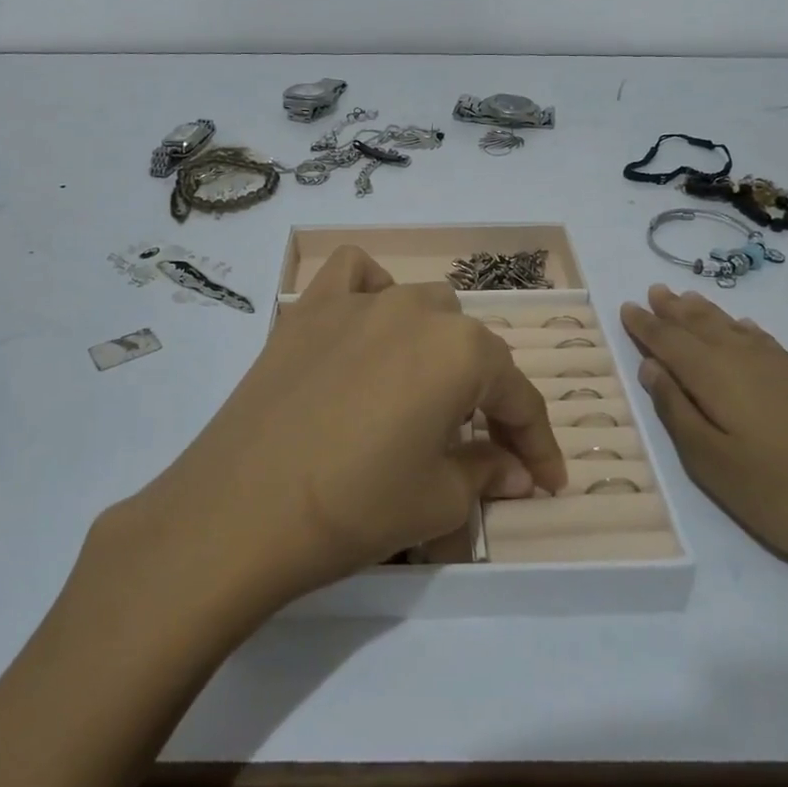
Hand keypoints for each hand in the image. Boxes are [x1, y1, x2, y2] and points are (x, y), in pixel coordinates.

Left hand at [150, 247, 566, 606]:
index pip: (519, 396)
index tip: (547, 481)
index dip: (538, 443)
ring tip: (423, 391)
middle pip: (472, 347)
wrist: (240, 511)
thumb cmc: (355, 507)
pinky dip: (371, 291)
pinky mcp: (308, 309)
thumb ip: (487, 473)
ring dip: (436, 344)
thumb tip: (514, 470)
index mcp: (462, 351)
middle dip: (485, 395)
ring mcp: (358, 302)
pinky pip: (353, 275)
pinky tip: (367, 327)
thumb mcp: (438, 501)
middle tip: (477, 446)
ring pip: (421, 305)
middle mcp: (417, 310)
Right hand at [620, 285, 787, 582]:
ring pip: (734, 328)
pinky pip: (763, 339)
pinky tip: (745, 329)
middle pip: (702, 326)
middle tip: (654, 290)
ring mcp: (784, 369)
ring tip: (688, 299)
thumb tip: (652, 367)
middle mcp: (746, 360)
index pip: (669, 342)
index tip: (626, 307)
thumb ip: (677, 411)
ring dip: (706, 313)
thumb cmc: (782, 493)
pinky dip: (744, 328)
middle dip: (674, 310)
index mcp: (715, 376)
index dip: (646, 326)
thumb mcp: (712, 463)